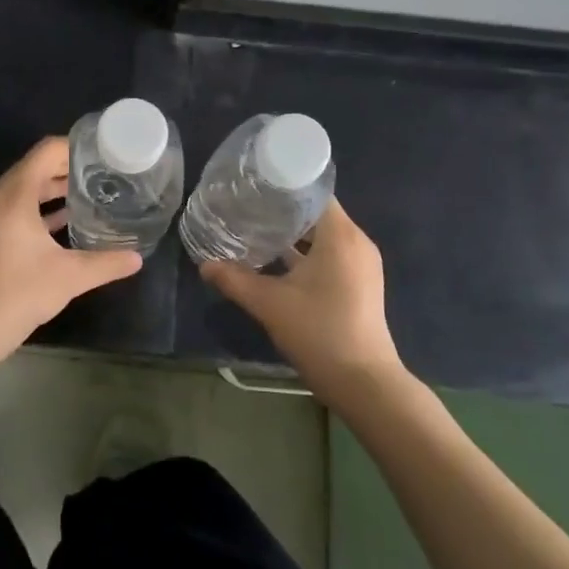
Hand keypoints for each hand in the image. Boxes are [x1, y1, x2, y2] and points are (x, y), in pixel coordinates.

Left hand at [0, 137, 141, 374]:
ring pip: (21, 190)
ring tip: (87, 196)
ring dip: (51, 191)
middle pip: (33, 168)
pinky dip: (35, 210)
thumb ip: (106, 263)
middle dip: (67, 169)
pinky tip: (61, 225)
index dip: (74, 147)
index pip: (45, 151)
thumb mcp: (70, 277)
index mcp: (14, 195)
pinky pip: (11, 209)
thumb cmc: (18, 293)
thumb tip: (138, 258)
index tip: (101, 154)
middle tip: (101, 175)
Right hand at [199, 199, 403, 399]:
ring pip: (323, 235)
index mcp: (340, 236)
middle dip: (282, 209)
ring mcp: (361, 264)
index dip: (283, 185)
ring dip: (293, 233)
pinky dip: (305, 252)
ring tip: (256, 228)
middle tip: (247, 206)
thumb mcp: (269, 304)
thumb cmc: (319, 332)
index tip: (254, 184)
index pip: (313, 192)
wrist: (364, 383)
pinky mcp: (359, 283)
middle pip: (316, 212)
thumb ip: (235, 280)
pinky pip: (330, 253)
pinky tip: (276, 260)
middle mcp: (356, 242)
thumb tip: (203, 265)